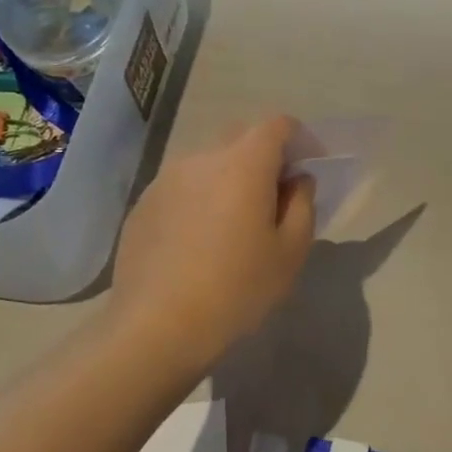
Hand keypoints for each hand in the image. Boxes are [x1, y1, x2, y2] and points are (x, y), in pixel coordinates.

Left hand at [110, 115, 315, 367]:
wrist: (156, 327)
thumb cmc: (237, 289)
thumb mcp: (291, 252)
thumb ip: (302, 205)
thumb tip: (296, 180)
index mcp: (243, 164)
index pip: (278, 125)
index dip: (300, 139)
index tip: (309, 168)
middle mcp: (201, 159)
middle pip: (241, 137)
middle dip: (265, 156)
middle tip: (276, 197)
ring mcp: (165, 180)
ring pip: (209, 163)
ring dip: (230, 178)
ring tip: (235, 222)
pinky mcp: (143, 205)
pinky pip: (182, 187)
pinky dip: (201, 199)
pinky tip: (200, 241)